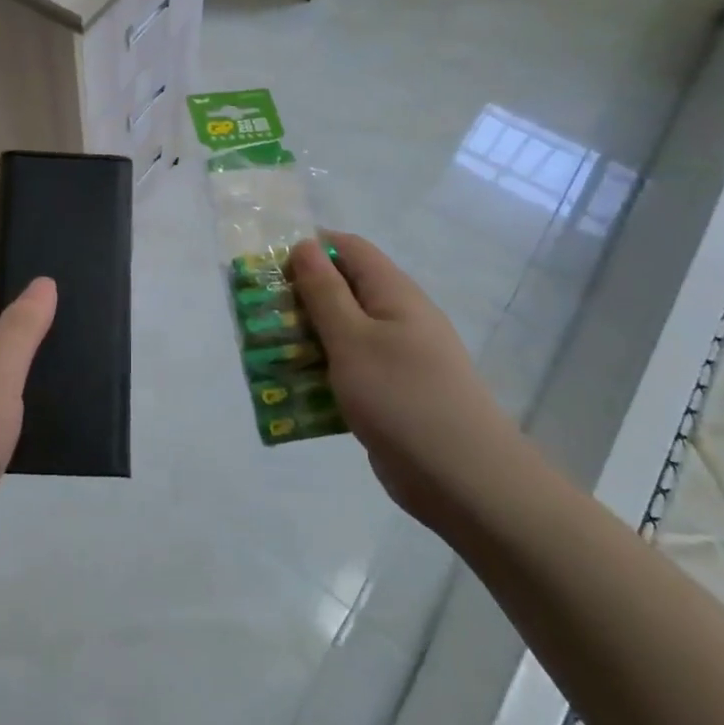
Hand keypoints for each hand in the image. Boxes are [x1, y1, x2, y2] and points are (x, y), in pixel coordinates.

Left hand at [0, 273, 56, 573]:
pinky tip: (62, 402)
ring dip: (32, 361)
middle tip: (82, 314)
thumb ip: (20, 329)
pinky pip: (1, 406)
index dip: (14, 275)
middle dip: (30, 319)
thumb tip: (42, 283)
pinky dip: (27, 399)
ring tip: (82, 352)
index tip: (59, 275)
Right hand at [289, 233, 517, 531]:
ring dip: (306, 338)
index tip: (270, 269)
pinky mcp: (391, 393)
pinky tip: (294, 389)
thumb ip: (325, 292)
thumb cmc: (402, 397)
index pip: (349, 249)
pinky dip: (322, 372)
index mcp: (394, 293)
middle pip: (343, 290)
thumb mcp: (353, 339)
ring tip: (266, 353)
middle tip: (261, 316)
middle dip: (300, 298)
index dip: (310, 249)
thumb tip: (305, 245)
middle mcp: (398, 318)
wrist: (462, 479)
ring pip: (343, 333)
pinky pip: (350, 369)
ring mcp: (397, 358)